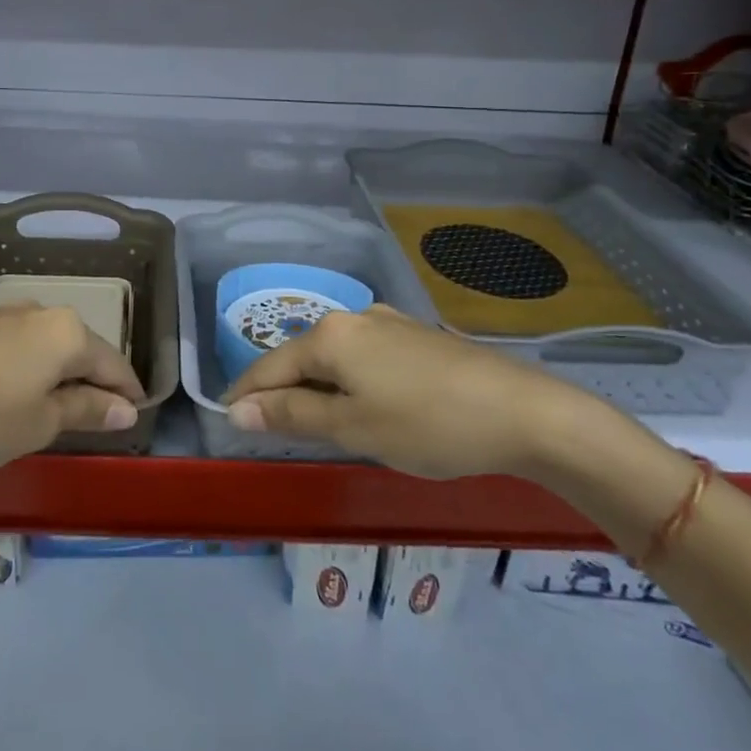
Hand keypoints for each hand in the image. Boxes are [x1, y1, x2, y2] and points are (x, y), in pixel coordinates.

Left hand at [0, 304, 145, 477]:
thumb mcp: (38, 424)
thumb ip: (86, 411)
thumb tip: (125, 409)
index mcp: (66, 332)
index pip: (113, 363)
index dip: (127, 394)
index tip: (134, 419)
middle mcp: (40, 312)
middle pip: (81, 349)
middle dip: (93, 383)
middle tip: (97, 422)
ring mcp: (3, 315)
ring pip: (48, 347)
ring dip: (59, 377)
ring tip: (55, 413)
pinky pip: (18, 347)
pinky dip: (29, 371)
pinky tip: (14, 397)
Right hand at [221, 305, 589, 479]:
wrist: (523, 411)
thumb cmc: (428, 424)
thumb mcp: (353, 427)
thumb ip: (292, 417)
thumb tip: (237, 411)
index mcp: (331, 336)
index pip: (270, 366)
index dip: (247, 395)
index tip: (227, 419)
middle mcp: (355, 318)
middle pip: (302, 358)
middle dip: (284, 393)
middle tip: (271, 431)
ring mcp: (390, 324)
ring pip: (336, 359)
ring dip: (319, 389)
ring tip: (317, 425)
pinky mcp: (417, 337)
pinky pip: (365, 358)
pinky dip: (351, 383)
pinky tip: (365, 406)